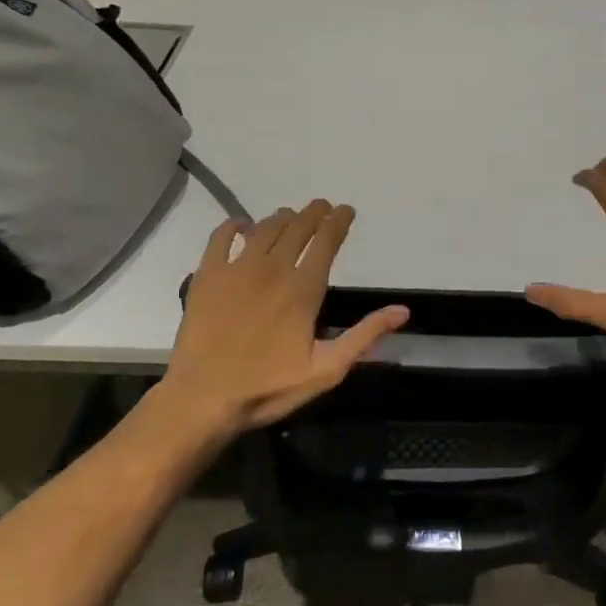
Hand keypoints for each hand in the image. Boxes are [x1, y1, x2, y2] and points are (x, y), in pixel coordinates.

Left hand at [155, 201, 407, 435]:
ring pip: (265, 228)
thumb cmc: (268, 388)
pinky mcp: (207, 275)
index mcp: (303, 288)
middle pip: (298, 228)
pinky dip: (233, 225)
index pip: (326, 241)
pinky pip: (220, 237)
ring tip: (290, 216)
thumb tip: (402, 311)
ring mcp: (237, 268)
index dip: (338, 221)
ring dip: (282, 218)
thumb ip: (364, 336)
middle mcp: (273, 268)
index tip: (346, 210)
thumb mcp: (326, 370)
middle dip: (314, 213)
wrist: (203, 399)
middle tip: (322, 206)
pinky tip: (241, 225)